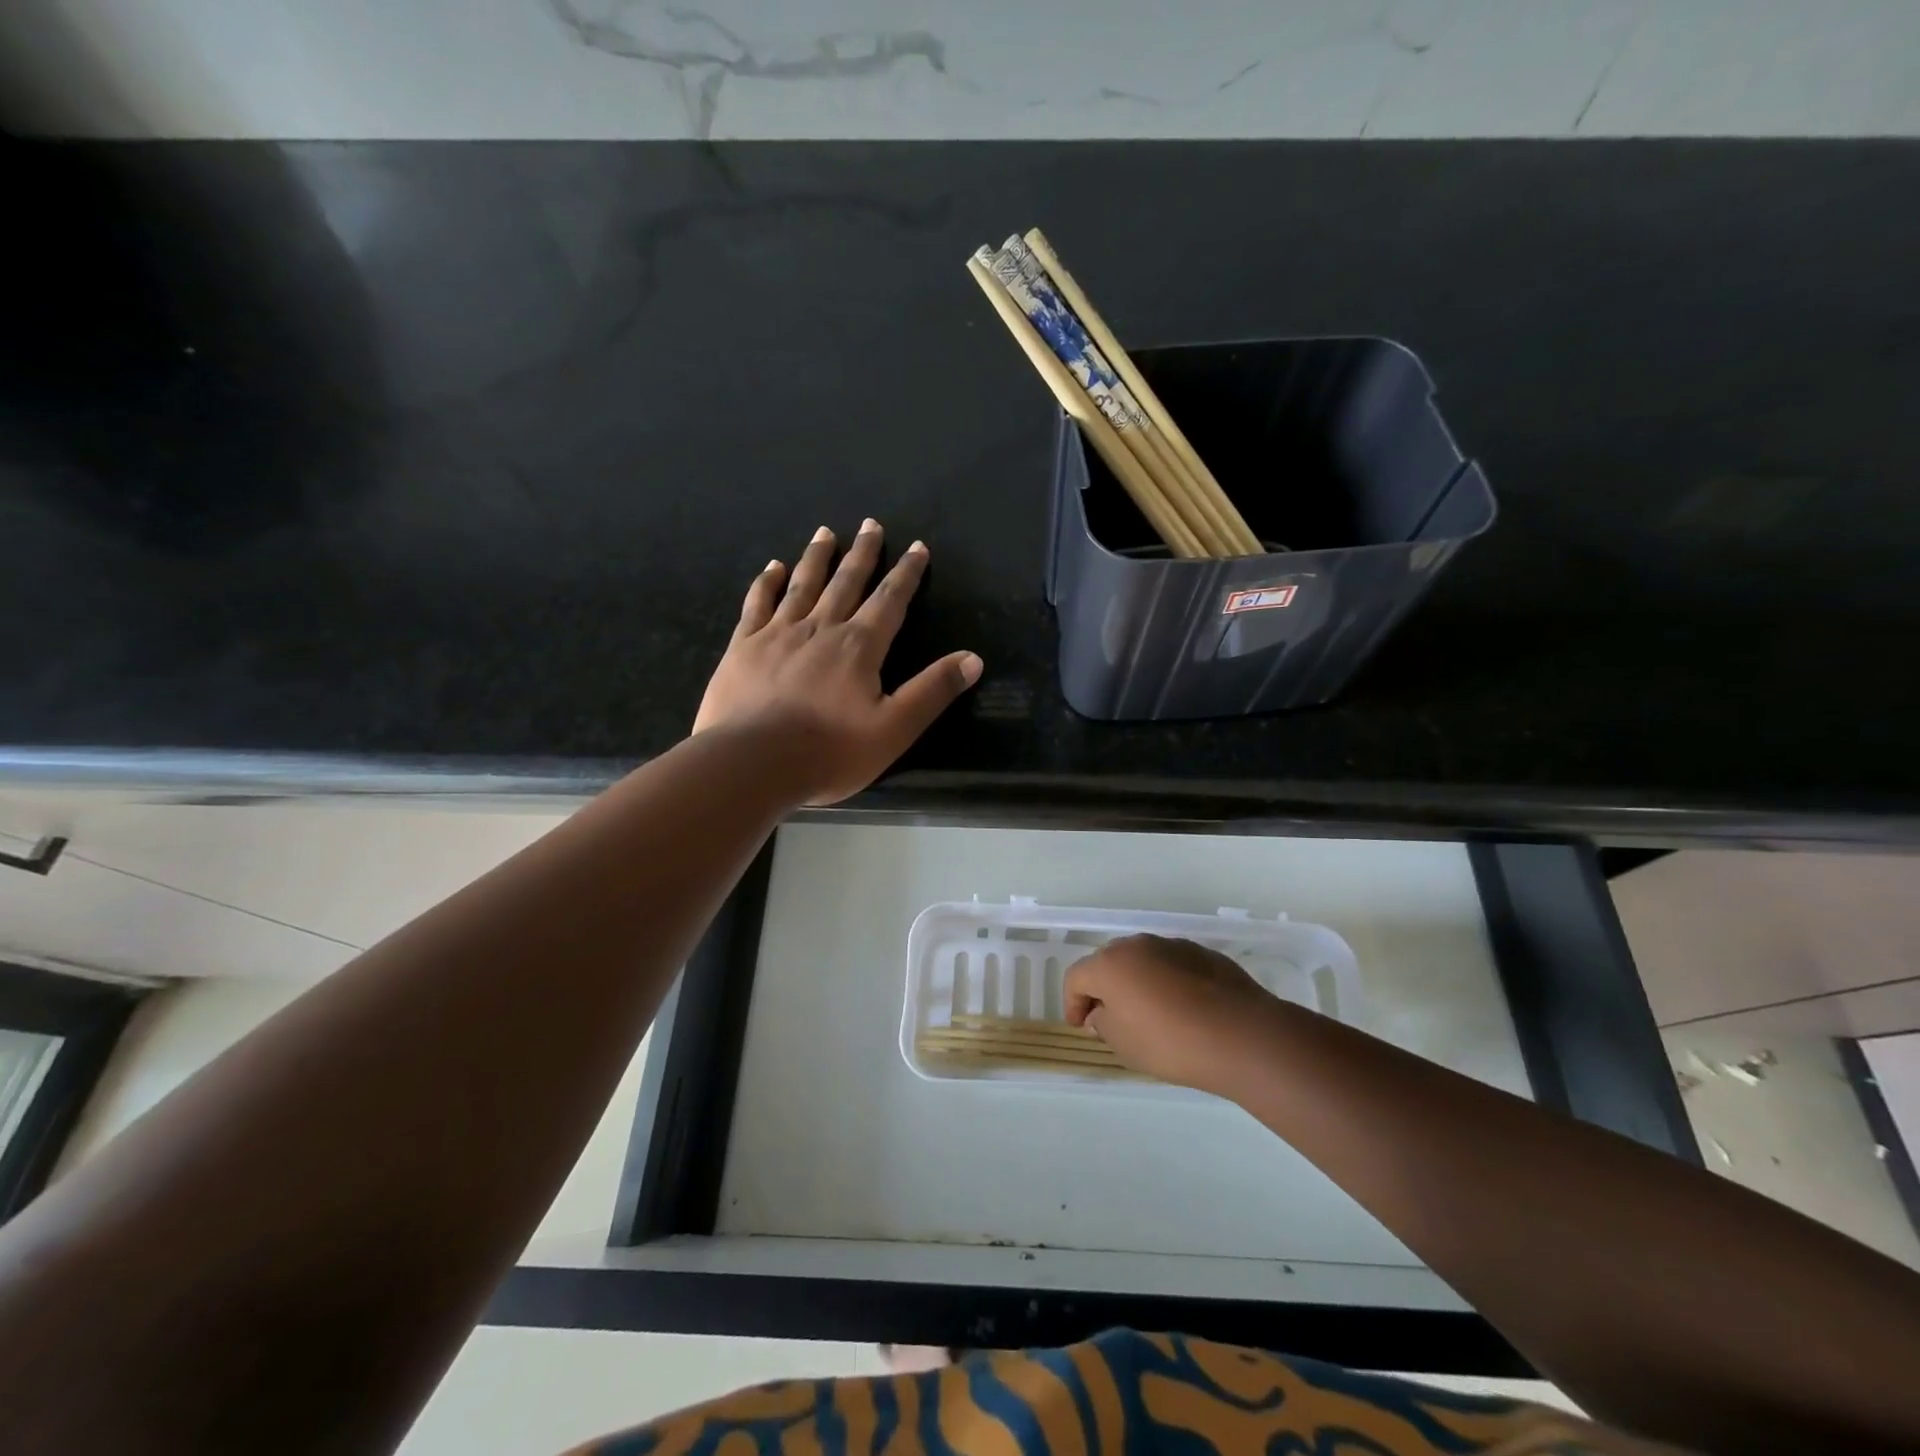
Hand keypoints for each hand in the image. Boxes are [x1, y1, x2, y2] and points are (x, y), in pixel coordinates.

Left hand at [694, 520, 982, 805]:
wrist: (750, 764)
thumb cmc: (828, 753)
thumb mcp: (894, 730)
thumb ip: (932, 691)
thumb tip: (973, 658)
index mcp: (859, 647)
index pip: (890, 601)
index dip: (906, 574)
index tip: (916, 547)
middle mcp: (820, 628)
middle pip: (846, 582)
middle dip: (862, 553)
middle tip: (870, 524)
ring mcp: (777, 634)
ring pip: (802, 585)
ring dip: (817, 558)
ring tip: (825, 532)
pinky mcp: (743, 647)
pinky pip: (757, 604)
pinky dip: (767, 583)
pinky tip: (772, 568)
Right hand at [1064, 934, 1282, 1094]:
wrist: (1241, 1036)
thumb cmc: (1170, 1042)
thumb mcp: (1124, 1045)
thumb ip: (1103, 1023)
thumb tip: (1102, 1013)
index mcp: (1110, 964)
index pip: (1076, 977)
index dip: (1072, 1002)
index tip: (1082, 1026)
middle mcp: (1137, 945)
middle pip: (1108, 962)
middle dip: (1104, 988)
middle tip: (1110, 1018)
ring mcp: (1172, 946)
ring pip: (1142, 961)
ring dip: (1137, 982)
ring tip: (1149, 1014)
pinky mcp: (1203, 954)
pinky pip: (1172, 966)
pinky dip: (1167, 982)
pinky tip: (1182, 1010)